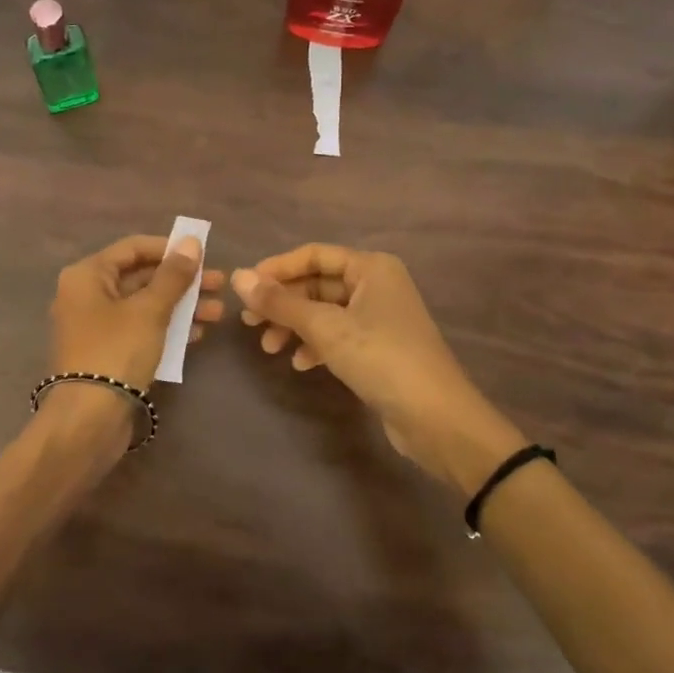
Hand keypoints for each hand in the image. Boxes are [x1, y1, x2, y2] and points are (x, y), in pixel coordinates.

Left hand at [49, 234, 223, 387]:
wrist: (89, 419)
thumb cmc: (117, 351)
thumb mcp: (150, 310)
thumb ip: (173, 276)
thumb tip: (191, 242)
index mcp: (87, 275)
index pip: (133, 248)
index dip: (169, 248)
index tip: (203, 254)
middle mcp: (87, 295)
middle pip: (140, 277)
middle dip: (182, 281)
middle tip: (220, 284)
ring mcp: (97, 326)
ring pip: (144, 306)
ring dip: (181, 306)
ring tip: (219, 312)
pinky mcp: (108, 353)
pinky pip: (141, 330)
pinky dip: (167, 328)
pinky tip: (198, 333)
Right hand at [231, 244, 527, 493]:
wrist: (436, 417)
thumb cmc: (381, 358)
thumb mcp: (325, 327)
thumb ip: (280, 302)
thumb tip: (237, 277)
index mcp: (371, 268)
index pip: (314, 255)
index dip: (277, 269)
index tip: (245, 288)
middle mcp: (377, 285)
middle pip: (318, 284)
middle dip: (283, 303)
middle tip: (249, 323)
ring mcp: (379, 318)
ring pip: (325, 312)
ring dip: (295, 326)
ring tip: (269, 348)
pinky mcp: (379, 348)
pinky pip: (338, 336)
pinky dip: (316, 345)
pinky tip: (300, 364)